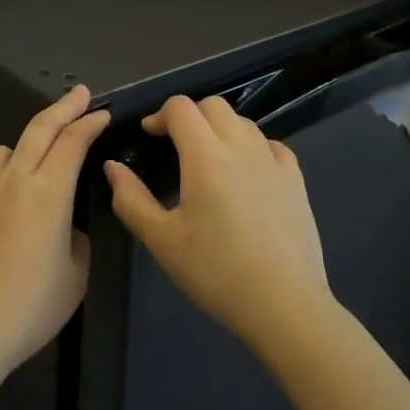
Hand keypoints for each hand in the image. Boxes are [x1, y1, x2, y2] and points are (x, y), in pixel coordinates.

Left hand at [0, 85, 109, 379]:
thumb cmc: (32, 306)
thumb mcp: (76, 275)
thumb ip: (75, 239)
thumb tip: (64, 228)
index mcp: (49, 192)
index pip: (73, 142)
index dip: (90, 123)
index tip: (101, 114)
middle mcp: (13, 180)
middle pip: (39, 129)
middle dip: (63, 107)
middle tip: (79, 94)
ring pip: (3, 151)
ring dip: (24, 147)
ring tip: (34, 162)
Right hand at [104, 96, 331, 353]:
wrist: (284, 304)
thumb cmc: (216, 272)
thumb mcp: (162, 241)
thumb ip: (131, 199)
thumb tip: (113, 167)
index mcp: (205, 156)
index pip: (181, 108)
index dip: (160, 115)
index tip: (149, 136)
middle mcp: (241, 147)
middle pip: (213, 105)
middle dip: (190, 115)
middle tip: (175, 145)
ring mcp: (273, 161)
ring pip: (243, 122)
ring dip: (220, 128)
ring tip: (208, 160)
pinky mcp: (296, 180)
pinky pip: (271, 145)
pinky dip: (252, 146)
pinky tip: (246, 172)